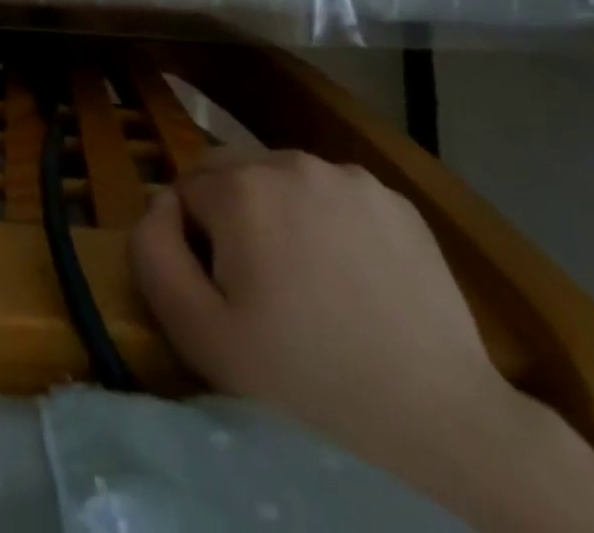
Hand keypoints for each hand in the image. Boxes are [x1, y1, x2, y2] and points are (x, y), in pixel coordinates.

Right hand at [130, 149, 507, 466]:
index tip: (220, 293)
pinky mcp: (396, 201)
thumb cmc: (303, 385)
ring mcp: (351, 177)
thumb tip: (159, 202)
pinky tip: (350, 280)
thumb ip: (153, 250)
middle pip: (233, 171)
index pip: (186, 189)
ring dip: (277, 213)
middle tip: (256, 289)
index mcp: (242, 185)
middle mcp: (293, 161)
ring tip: (305, 285)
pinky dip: (327, 222)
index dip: (193, 241)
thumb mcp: (198, 333)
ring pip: (284, 179)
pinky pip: (335, 196)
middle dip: (229, 215)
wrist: (441, 432)